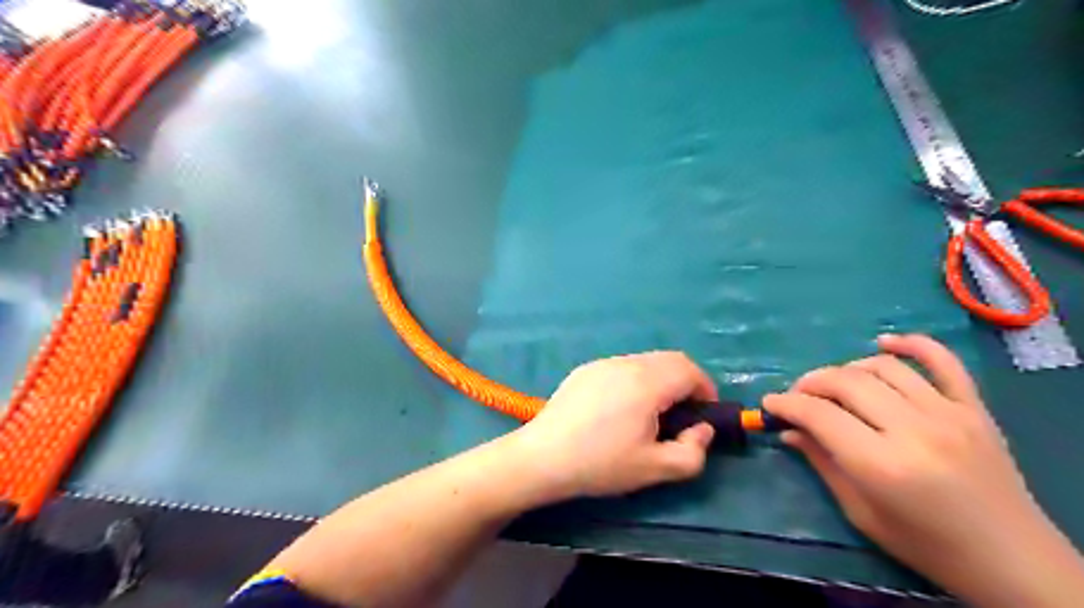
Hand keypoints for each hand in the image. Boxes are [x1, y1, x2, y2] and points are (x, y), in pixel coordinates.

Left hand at [510, 350, 716, 500]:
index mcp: (647, 382)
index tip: (704, 415)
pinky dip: (636, 379)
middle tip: (683, 415)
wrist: (543, 457)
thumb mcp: (654, 469)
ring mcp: (602, 363)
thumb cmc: (601, 464)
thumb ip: (692, 452)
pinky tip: (620, 409)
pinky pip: (622, 367)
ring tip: (651, 413)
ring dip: (661, 380)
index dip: (706, 390)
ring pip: (645, 361)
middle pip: (670, 359)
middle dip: (686, 382)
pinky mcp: (584, 370)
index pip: (690, 370)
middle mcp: (626, 364)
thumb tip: (703, 430)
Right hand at [761, 336, 1083, 605]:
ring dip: (846, 369)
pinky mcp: (974, 408)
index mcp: (882, 465)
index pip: (819, 415)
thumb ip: (822, 462)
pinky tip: (884, 343)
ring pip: (882, 368)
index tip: (770, 404)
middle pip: (846, 383)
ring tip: (833, 385)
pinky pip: (943, 360)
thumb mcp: (860, 511)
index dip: (786, 404)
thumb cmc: (925, 545)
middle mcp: (914, 430)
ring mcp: (949, 414)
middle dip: (809, 383)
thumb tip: (788, 430)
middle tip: (796, 396)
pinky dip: (911, 344)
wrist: (1011, 559)